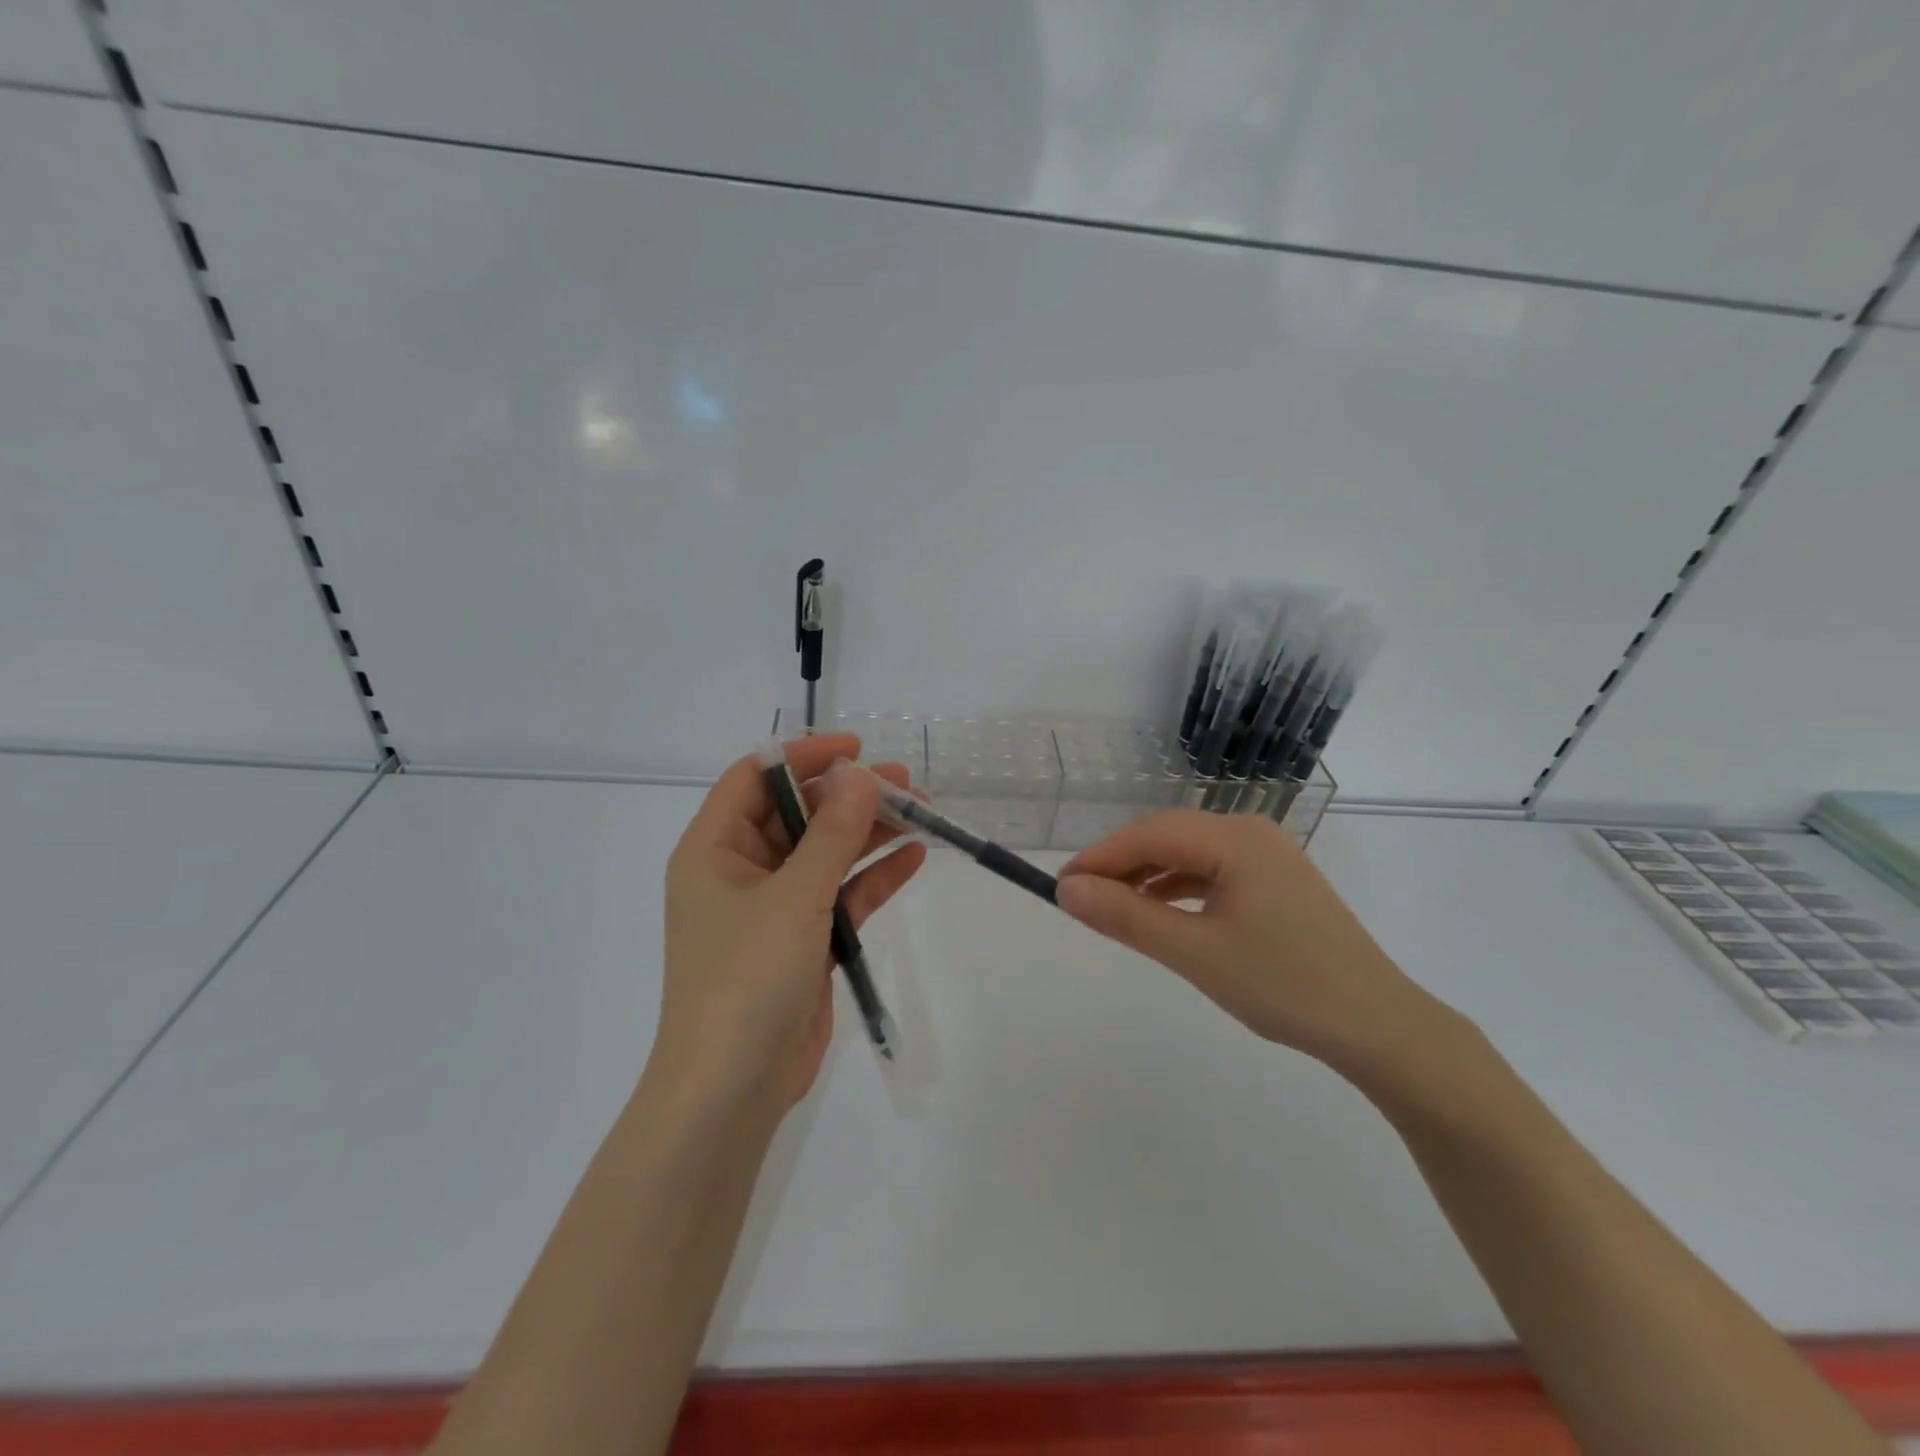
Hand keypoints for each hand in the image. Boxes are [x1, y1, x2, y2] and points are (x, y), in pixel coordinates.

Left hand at [656, 734, 925, 1114]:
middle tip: (905, 785)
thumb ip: (832, 834)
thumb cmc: (746, 979)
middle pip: (798, 814)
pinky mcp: (803, 941)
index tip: (856, 750)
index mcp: (713, 850)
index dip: (803, 756)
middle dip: (850, 797)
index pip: (754, 779)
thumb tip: (860, 774)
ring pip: (825, 854)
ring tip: (922, 813)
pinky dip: (873, 877)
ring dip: (869, 833)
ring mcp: (774, 908)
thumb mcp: (794, 897)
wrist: (732, 1090)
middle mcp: (740, 871)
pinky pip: (841, 895)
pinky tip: (914, 857)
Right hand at [1055, 811, 1444, 1074]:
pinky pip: (1213, 873)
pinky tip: (1162, 914)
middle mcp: (1251, 832)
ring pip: (1189, 854)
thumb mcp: (1194, 952)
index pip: (1147, 834)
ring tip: (1114, 910)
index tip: (1059, 887)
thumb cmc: (1283, 985)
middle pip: (1167, 837)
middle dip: (1120, 866)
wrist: (1380, 1026)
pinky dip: (1179, 889)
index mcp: (1234, 837)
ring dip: (1148, 878)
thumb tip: (1067, 889)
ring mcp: (1269, 856)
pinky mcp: (1277, 882)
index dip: (1098, 858)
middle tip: (1080, 900)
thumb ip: (1126, 916)